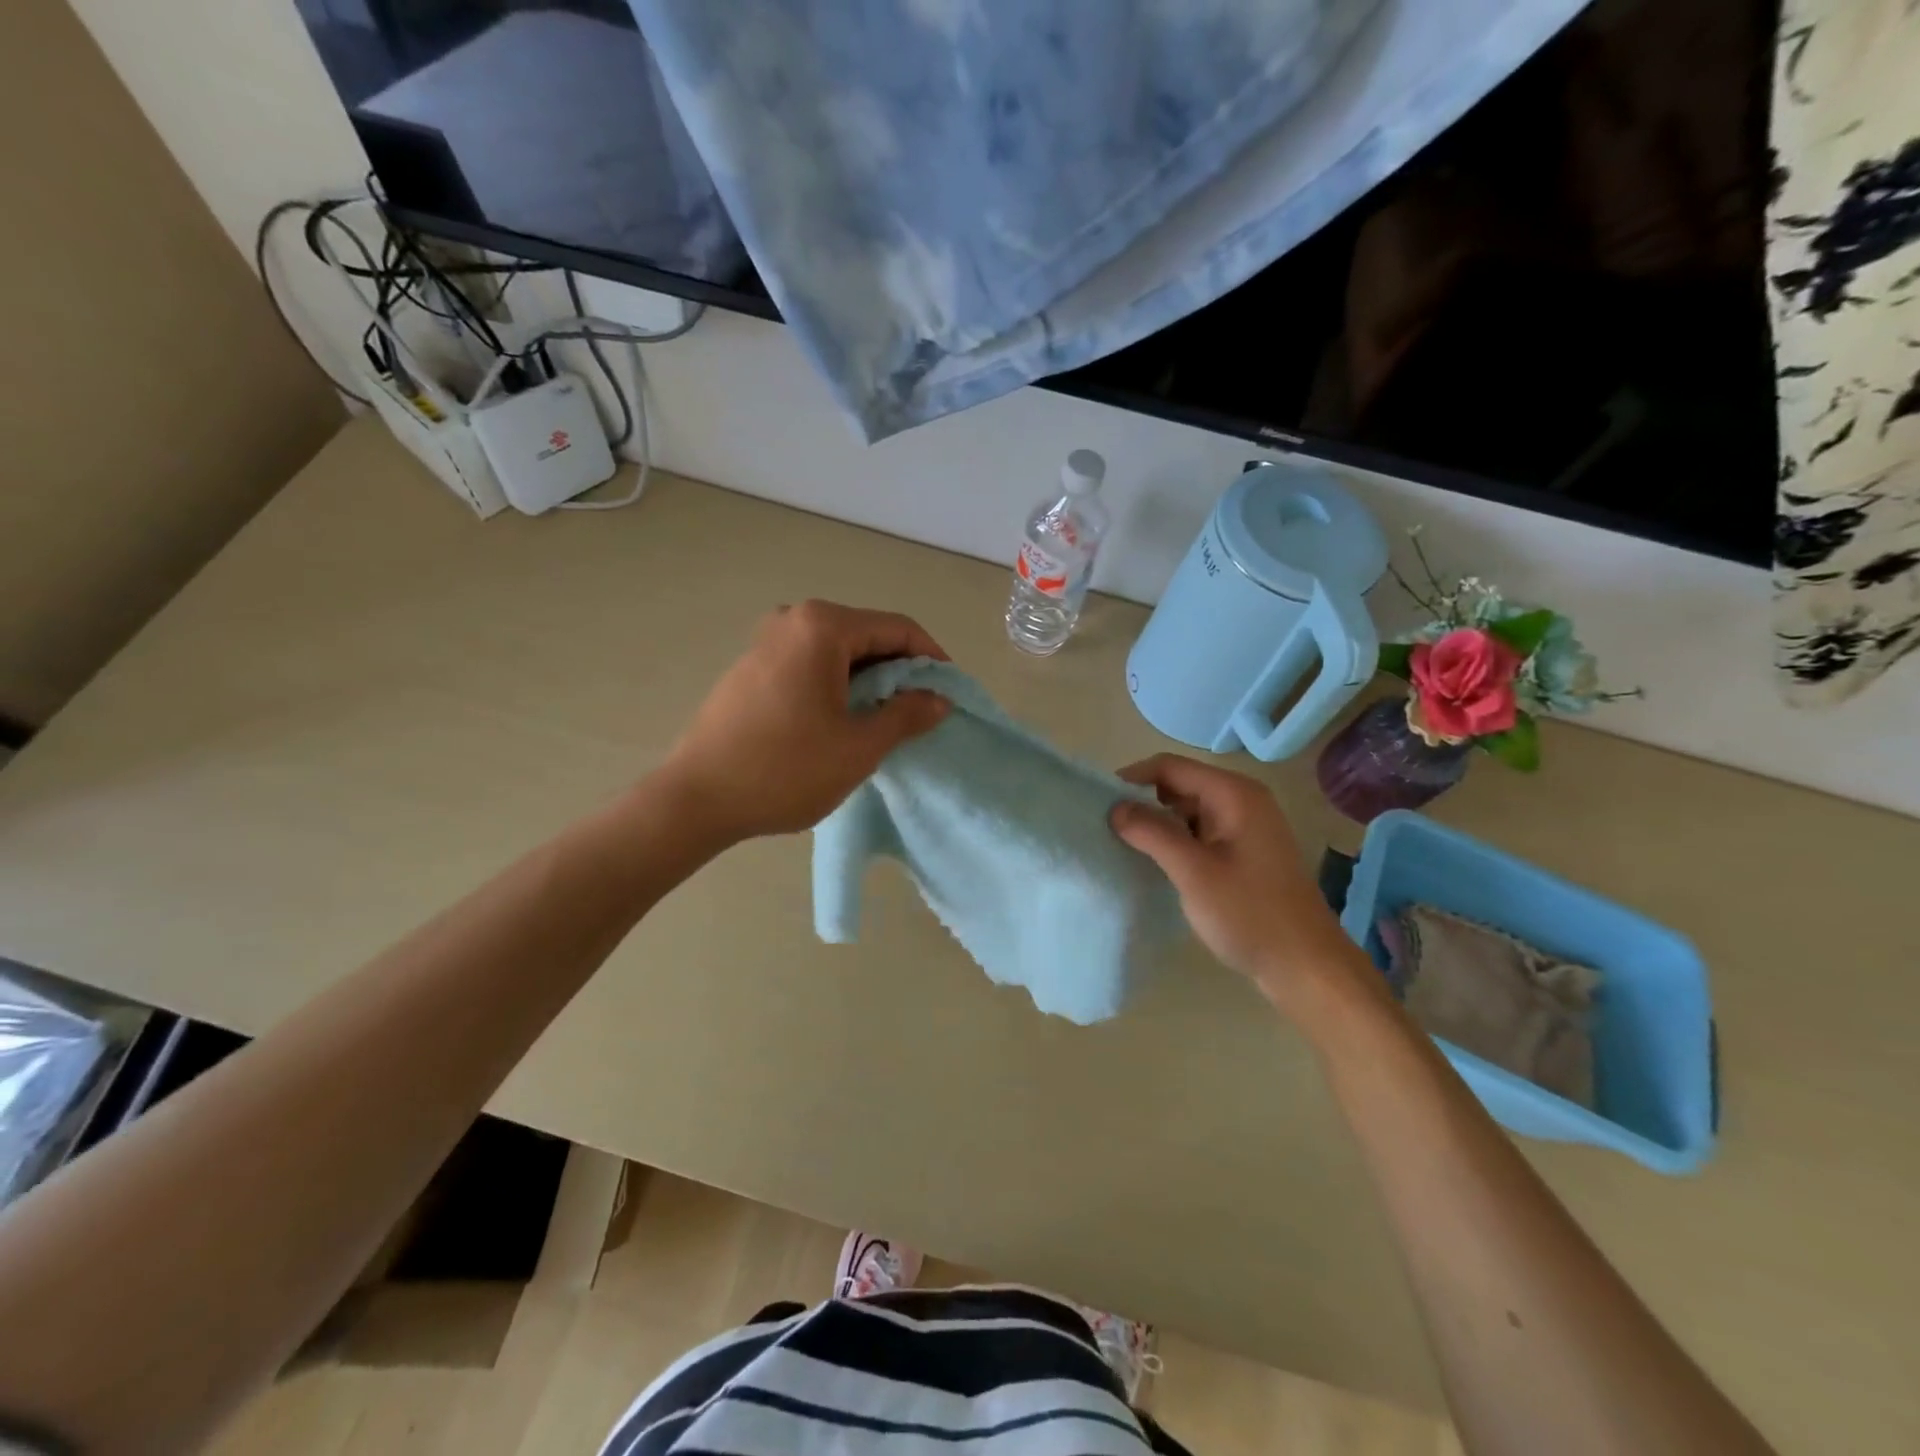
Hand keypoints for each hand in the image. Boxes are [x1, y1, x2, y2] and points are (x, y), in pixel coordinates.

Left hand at [660, 600, 951, 844]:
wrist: (697, 799)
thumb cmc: (786, 769)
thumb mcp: (859, 746)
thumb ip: (906, 715)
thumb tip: (939, 699)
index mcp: (823, 627)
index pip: (898, 628)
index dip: (932, 659)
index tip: (949, 693)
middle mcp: (793, 619)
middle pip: (867, 634)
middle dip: (900, 670)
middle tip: (920, 711)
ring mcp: (767, 640)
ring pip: (838, 651)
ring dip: (869, 679)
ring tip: (886, 720)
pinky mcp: (751, 665)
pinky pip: (810, 663)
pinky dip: (838, 683)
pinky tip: (843, 719)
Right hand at [1111, 754, 1375, 1018]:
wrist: (1305, 966)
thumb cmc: (1249, 914)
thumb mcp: (1193, 871)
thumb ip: (1152, 833)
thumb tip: (1115, 807)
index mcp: (1234, 794)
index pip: (1170, 766)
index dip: (1132, 778)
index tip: (1099, 802)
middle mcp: (1242, 801)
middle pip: (1180, 785)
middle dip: (1143, 801)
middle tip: (1108, 827)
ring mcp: (1246, 827)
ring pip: (1189, 811)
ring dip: (1158, 824)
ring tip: (1125, 846)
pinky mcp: (1245, 852)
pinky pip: (1201, 833)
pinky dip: (1176, 841)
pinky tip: (1156, 863)